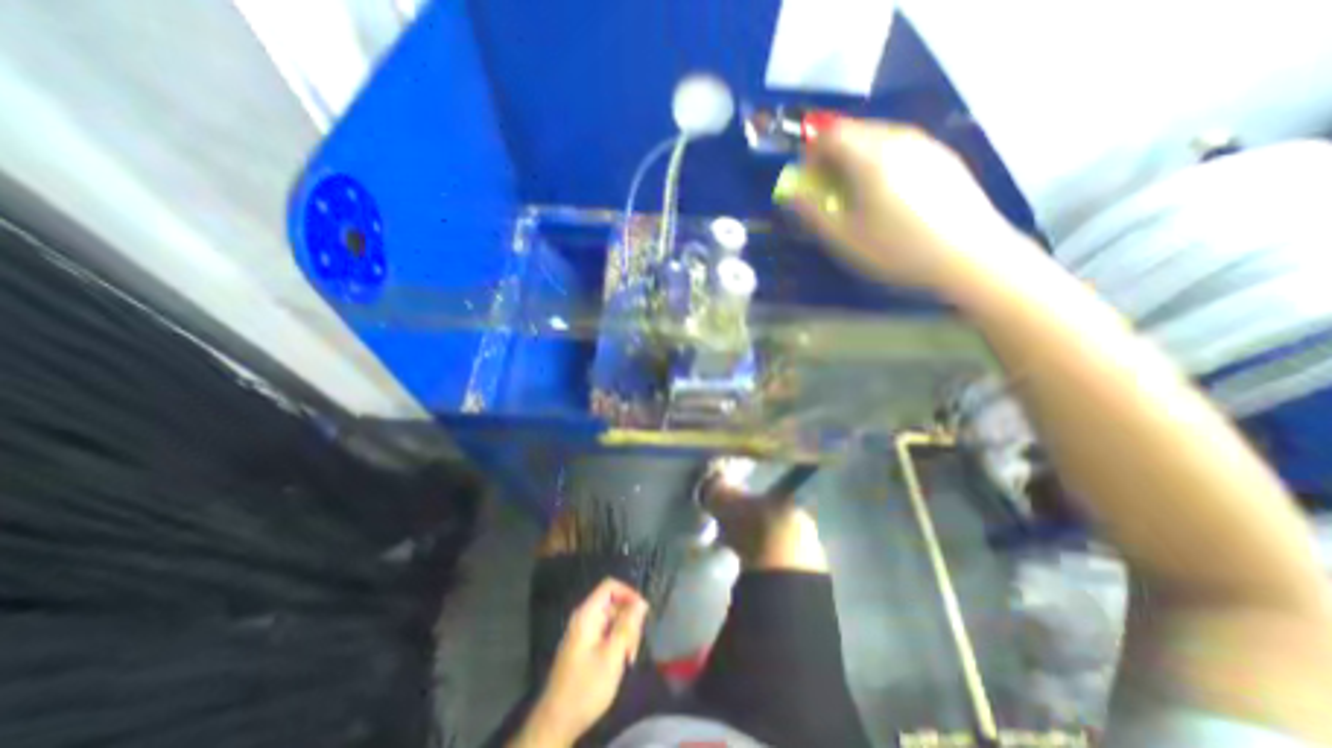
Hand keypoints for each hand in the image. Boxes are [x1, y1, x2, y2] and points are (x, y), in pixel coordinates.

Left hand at [510, 575, 650, 745]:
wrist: (556, 723)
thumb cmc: (585, 688)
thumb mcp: (612, 656)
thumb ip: (627, 626)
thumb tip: (641, 602)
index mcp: (587, 614)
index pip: (610, 586)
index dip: (628, 593)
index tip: (642, 613)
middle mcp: (584, 618)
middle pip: (613, 604)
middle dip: (628, 621)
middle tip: (633, 648)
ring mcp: (583, 633)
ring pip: (611, 620)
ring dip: (624, 635)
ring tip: (627, 660)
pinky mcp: (584, 647)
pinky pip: (605, 634)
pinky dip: (615, 644)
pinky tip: (619, 663)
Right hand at [784, 117, 1039, 298]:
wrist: (968, 255)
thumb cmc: (897, 250)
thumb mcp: (844, 239)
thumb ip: (813, 213)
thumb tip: (791, 193)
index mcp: (870, 156)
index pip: (830, 135)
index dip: (811, 154)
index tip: (808, 180)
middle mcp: (898, 139)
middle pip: (855, 131)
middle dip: (833, 156)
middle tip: (829, 189)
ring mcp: (925, 144)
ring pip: (879, 137)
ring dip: (857, 158)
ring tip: (857, 193)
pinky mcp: (942, 156)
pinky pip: (901, 146)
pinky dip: (882, 160)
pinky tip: (889, 193)